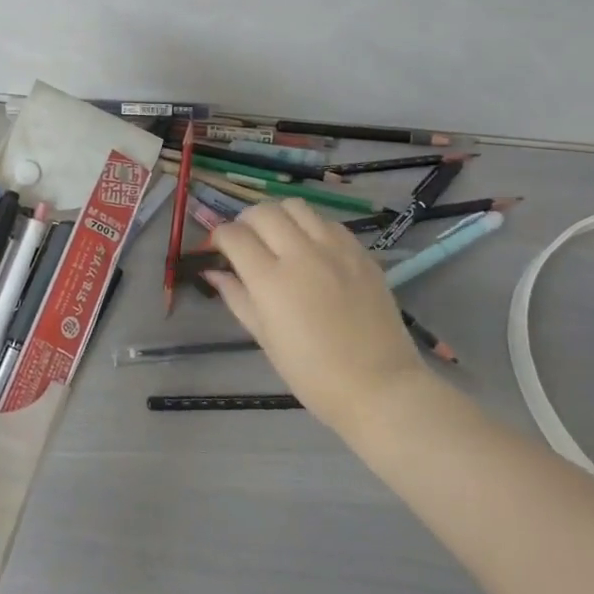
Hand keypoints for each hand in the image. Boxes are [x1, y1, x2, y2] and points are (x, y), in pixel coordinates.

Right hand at [209, 200, 427, 432]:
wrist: (380, 387)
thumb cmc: (312, 374)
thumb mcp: (265, 338)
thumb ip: (237, 297)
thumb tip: (213, 272)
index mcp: (271, 281)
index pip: (234, 235)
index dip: (220, 237)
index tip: (220, 248)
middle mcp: (301, 254)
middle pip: (262, 212)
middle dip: (245, 221)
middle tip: (247, 242)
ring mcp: (335, 250)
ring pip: (295, 206)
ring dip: (279, 216)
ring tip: (279, 238)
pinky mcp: (361, 252)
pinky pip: (327, 222)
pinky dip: (311, 227)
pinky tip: (312, 249)